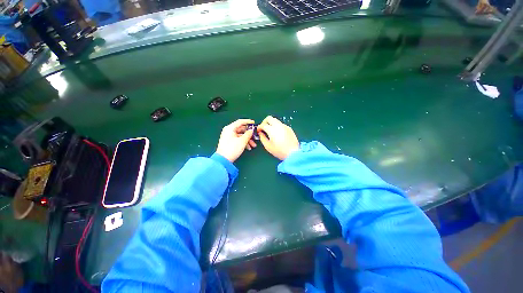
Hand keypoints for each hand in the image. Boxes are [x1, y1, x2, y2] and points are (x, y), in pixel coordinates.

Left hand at [216, 119, 256, 161]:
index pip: (240, 122)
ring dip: (248, 140)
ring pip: (241, 135)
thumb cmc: (232, 148)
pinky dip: (244, 143)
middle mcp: (229, 131)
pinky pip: (238, 140)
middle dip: (249, 134)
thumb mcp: (242, 141)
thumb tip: (251, 130)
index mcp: (230, 128)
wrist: (223, 160)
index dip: (248, 122)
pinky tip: (248, 148)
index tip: (254, 123)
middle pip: (241, 129)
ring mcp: (229, 137)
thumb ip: (248, 134)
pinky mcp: (229, 142)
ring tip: (253, 145)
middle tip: (255, 136)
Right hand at [257, 116, 299, 159]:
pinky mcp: (289, 128)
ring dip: (271, 124)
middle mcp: (278, 125)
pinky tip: (277, 134)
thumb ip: (262, 138)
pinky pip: (281, 124)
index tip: (258, 131)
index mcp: (272, 130)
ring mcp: (284, 126)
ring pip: (275, 120)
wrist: (293, 153)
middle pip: (269, 118)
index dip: (259, 127)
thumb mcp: (268, 146)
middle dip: (264, 122)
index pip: (263, 124)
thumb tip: (260, 133)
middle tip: (263, 128)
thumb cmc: (279, 151)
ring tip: (270, 131)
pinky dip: (277, 126)